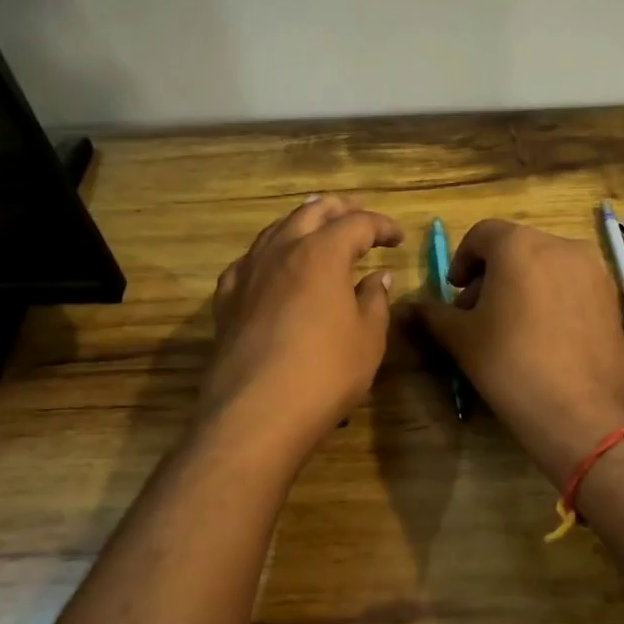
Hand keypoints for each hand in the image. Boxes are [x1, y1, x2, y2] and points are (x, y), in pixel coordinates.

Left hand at [203, 196, 403, 454]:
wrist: (255, 413)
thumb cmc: (325, 373)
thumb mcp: (368, 338)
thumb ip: (374, 301)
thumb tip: (377, 277)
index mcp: (321, 253)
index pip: (357, 223)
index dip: (381, 226)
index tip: (397, 239)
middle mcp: (281, 251)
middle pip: (311, 212)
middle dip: (339, 209)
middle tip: (359, 218)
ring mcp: (248, 273)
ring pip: (276, 230)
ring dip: (302, 223)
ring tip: (318, 230)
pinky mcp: (226, 299)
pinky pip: (249, 260)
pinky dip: (270, 253)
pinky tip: (273, 267)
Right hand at [415, 219, 623, 487]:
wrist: (583, 413)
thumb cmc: (511, 366)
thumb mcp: (462, 339)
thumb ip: (434, 313)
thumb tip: (409, 306)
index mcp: (519, 244)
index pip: (482, 234)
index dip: (462, 260)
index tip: (455, 292)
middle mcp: (560, 244)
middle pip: (516, 246)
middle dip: (492, 273)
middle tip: (478, 313)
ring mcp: (593, 268)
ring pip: (546, 263)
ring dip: (522, 282)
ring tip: (511, 325)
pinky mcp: (612, 294)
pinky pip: (571, 282)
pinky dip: (551, 294)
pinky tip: (544, 333)